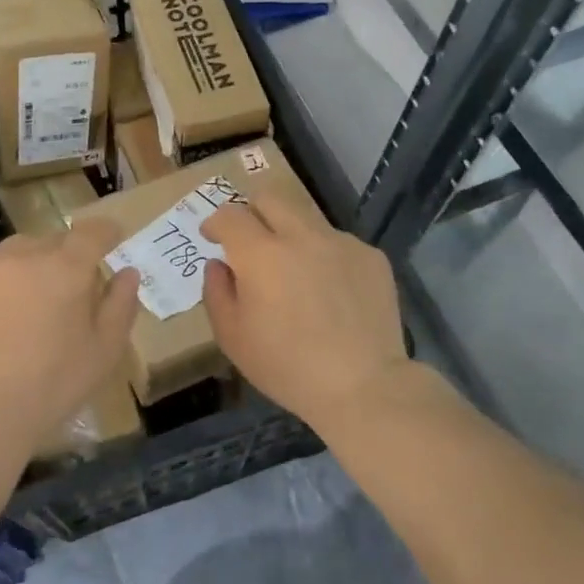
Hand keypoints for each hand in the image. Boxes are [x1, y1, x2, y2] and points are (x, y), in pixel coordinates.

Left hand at [0, 221, 139, 465]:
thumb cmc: (52, 385)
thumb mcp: (103, 351)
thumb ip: (120, 305)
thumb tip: (128, 272)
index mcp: (66, 268)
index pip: (92, 232)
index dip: (106, 232)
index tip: (113, 239)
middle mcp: (23, 256)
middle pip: (51, 240)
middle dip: (66, 256)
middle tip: (70, 287)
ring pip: (14, 252)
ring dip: (29, 265)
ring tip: (29, 300)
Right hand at [201, 193, 407, 431]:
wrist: (363, 385)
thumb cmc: (287, 367)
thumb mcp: (233, 338)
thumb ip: (216, 292)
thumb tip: (219, 264)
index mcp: (261, 254)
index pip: (230, 215)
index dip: (215, 222)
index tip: (212, 237)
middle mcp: (302, 236)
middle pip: (269, 197)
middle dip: (252, 212)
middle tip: (250, 241)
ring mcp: (341, 242)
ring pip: (306, 218)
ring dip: (291, 235)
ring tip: (296, 273)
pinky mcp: (371, 256)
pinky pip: (338, 243)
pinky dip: (325, 257)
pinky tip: (331, 293)